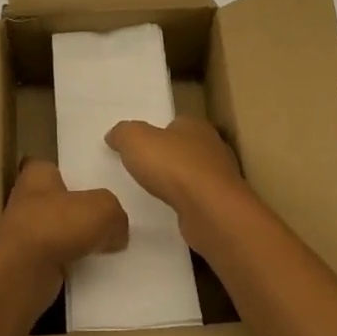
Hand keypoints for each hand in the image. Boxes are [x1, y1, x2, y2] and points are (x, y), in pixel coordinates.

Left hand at [0, 159, 127, 308]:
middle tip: (113, 219)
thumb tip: (117, 232)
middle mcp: (28, 200)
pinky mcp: (30, 264)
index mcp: (38, 175)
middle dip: (83, 211)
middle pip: (62, 202)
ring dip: (81, 241)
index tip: (96, 184)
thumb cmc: (57, 225)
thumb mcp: (103, 208)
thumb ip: (116, 214)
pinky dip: (76, 264)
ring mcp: (27, 234)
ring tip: (112, 246)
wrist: (22, 273)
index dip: (74, 174)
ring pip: (63, 232)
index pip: (55, 167)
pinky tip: (97, 270)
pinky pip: (62, 259)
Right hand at [105, 116, 250, 238]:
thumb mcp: (135, 140)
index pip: (175, 124)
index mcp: (195, 126)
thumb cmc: (173, 167)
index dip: (156, 134)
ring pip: (193, 174)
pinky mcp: (221, 204)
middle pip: (185, 148)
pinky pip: (198, 199)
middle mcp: (212, 147)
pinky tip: (171, 210)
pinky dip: (185, 203)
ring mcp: (220, 177)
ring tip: (154, 192)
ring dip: (177, 182)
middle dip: (167, 158)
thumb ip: (123, 133)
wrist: (210, 211)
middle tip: (142, 170)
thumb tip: (115, 135)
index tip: (139, 148)